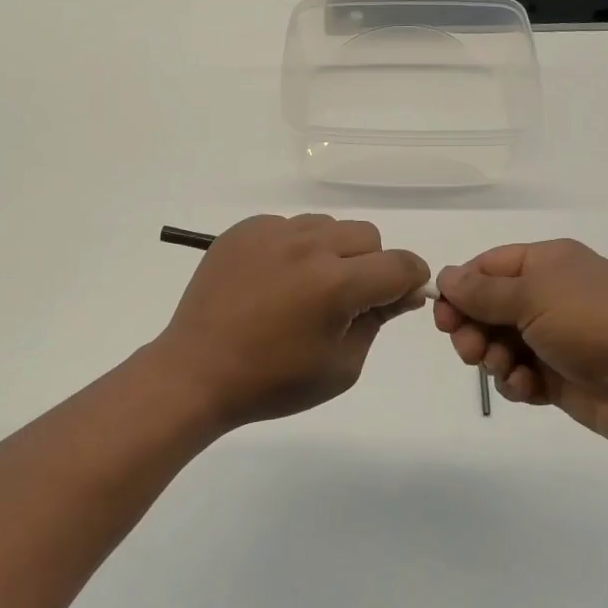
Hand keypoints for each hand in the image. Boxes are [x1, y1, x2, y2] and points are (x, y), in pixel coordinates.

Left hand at [155, 214, 430, 427]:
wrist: (197, 371)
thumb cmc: (272, 381)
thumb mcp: (341, 367)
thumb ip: (378, 320)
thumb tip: (402, 291)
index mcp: (336, 284)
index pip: (400, 264)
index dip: (410, 280)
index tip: (398, 298)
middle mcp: (307, 246)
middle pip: (367, 235)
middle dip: (370, 265)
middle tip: (345, 300)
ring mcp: (271, 232)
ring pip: (327, 225)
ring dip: (332, 252)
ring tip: (305, 288)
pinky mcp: (243, 230)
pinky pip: (288, 225)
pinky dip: (294, 247)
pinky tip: (274, 279)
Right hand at [434, 240, 607, 450]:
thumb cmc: (595, 324)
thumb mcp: (533, 297)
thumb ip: (482, 291)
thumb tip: (444, 275)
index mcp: (546, 264)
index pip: (485, 267)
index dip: (459, 290)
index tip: (442, 318)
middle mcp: (548, 296)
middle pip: (487, 307)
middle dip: (472, 329)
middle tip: (468, 351)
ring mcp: (554, 337)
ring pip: (499, 344)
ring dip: (493, 358)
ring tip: (507, 370)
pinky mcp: (559, 376)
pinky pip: (519, 374)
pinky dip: (516, 382)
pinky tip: (528, 388)